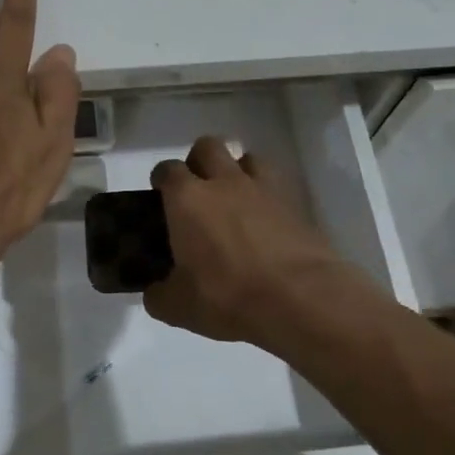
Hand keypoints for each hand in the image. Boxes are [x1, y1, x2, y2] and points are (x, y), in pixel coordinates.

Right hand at [143, 136, 366, 350]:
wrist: (299, 299)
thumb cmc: (227, 296)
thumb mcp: (178, 307)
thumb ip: (159, 295)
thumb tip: (154, 292)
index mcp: (187, 199)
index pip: (167, 170)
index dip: (162, 179)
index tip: (160, 195)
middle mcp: (224, 182)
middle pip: (207, 147)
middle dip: (198, 161)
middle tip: (197, 191)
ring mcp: (263, 189)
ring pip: (247, 158)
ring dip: (237, 171)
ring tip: (235, 200)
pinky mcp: (295, 204)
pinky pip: (276, 185)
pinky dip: (267, 195)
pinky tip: (265, 220)